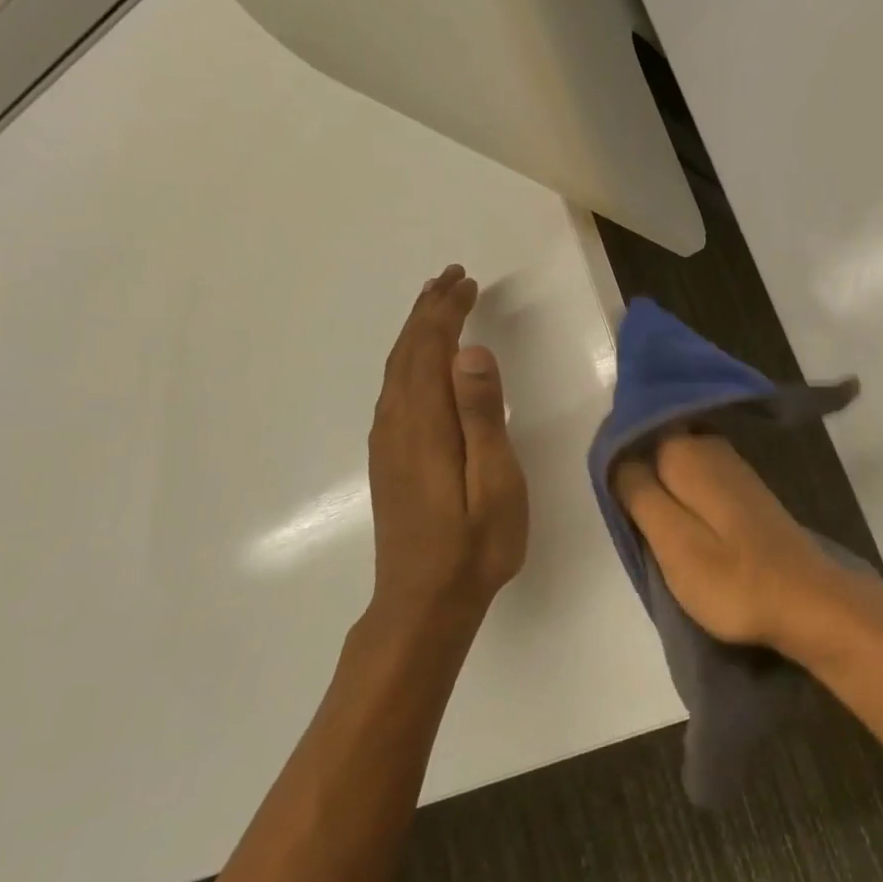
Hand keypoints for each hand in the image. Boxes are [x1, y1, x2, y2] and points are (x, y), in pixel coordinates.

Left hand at [368, 265, 528, 613]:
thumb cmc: (473, 544)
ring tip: (436, 306)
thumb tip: (471, 352)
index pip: (431, 349)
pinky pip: (394, 390)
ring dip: (416, 332)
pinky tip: (420, 364)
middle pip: (407, 352)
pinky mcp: (388, 459)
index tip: (468, 283)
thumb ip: (482, 416)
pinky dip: (408, 360)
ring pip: (396, 370)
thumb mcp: (494, 481)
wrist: (422, 603)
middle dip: (428, 310)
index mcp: (426, 423)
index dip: (447, 311)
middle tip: (452, 278)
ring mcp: (388, 442)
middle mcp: (397, 423)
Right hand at [614, 434, 865, 652]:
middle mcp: (711, 446)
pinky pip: (700, 481)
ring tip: (650, 527)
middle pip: (658, 446)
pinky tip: (683, 526)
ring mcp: (734, 468)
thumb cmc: (733, 578)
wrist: (808, 602)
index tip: (608, 491)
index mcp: (688, 452)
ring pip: (679, 465)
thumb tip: (617, 459)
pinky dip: (685, 498)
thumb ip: (639, 494)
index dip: (617, 458)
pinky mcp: (746, 493)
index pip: (636, 432)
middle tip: (627, 516)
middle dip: (639, 473)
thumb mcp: (672, 542)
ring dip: (662, 488)